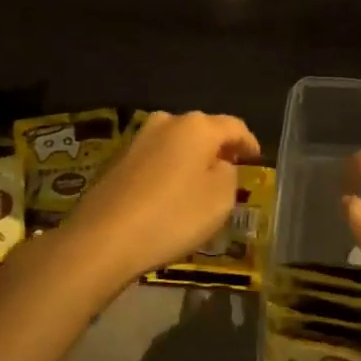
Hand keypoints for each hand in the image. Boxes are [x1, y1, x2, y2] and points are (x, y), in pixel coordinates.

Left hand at [61, 111, 260, 286]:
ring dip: (191, 159)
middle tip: (231, 170)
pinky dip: (170, 170)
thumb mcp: (220, 199)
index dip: (249, 142)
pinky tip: (171, 192)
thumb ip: (229, 175)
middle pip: (203, 130)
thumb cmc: (173, 216)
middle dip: (218, 148)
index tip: (256, 158)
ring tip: (201, 183)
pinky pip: (156, 159)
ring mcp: (139, 140)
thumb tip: (220, 165)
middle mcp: (167, 122)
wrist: (104, 238)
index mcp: (197, 127)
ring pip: (177, 143)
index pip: (234, 127)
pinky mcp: (118, 160)